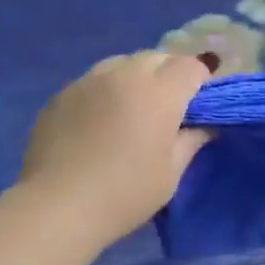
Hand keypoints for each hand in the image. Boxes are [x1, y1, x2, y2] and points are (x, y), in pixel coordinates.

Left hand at [21, 52, 211, 242]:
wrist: (59, 206)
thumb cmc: (126, 194)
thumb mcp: (170, 174)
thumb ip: (191, 142)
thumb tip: (205, 126)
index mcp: (159, 93)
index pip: (190, 66)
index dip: (200, 81)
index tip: (199, 105)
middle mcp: (124, 75)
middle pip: (157, 58)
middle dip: (169, 74)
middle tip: (169, 107)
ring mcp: (88, 81)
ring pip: (121, 63)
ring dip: (136, 77)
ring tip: (132, 109)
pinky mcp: (61, 94)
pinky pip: (93, 81)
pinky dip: (105, 91)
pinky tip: (99, 121)